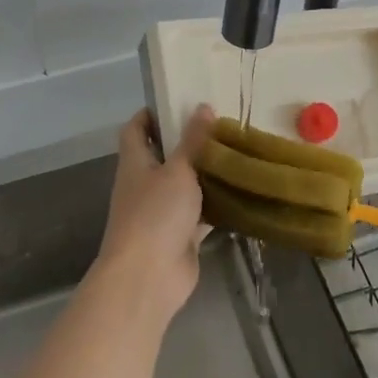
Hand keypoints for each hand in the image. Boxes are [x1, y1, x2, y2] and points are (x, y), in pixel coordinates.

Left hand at [93, 106, 215, 324]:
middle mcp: (144, 184)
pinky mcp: (180, 235)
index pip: (135, 129)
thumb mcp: (178, 170)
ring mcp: (161, 212)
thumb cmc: (156, 214)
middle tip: (220, 125)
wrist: (148, 277)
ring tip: (236, 152)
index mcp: (135, 162)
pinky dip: (217, 203)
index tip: (178, 101)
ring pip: (184, 184)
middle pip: (163, 155)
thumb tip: (203, 106)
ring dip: (205, 172)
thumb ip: (193, 141)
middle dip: (187, 141)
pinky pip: (200, 213)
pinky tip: (242, 190)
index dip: (151, 114)